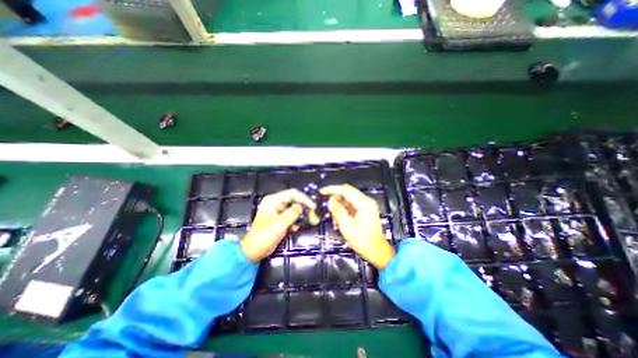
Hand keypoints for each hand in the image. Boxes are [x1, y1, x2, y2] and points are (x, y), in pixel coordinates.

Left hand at [241, 190, 314, 262]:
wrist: (255, 250)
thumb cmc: (265, 235)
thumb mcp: (280, 223)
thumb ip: (292, 213)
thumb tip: (301, 206)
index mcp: (273, 200)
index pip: (292, 194)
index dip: (304, 198)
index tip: (313, 206)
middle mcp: (276, 204)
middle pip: (294, 200)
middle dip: (303, 207)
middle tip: (313, 213)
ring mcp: (278, 212)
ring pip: (294, 209)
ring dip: (300, 215)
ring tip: (308, 220)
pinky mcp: (280, 220)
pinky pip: (291, 217)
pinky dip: (295, 221)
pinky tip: (296, 228)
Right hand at [319, 184, 394, 267]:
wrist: (377, 252)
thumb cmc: (362, 241)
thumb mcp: (347, 227)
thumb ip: (337, 211)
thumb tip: (330, 201)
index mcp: (364, 203)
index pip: (346, 190)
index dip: (332, 189)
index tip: (321, 192)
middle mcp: (366, 201)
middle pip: (347, 192)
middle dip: (335, 198)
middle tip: (326, 205)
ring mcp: (365, 205)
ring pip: (347, 199)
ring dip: (338, 205)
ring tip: (333, 217)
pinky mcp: (364, 210)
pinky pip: (350, 205)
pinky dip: (342, 209)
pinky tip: (338, 219)